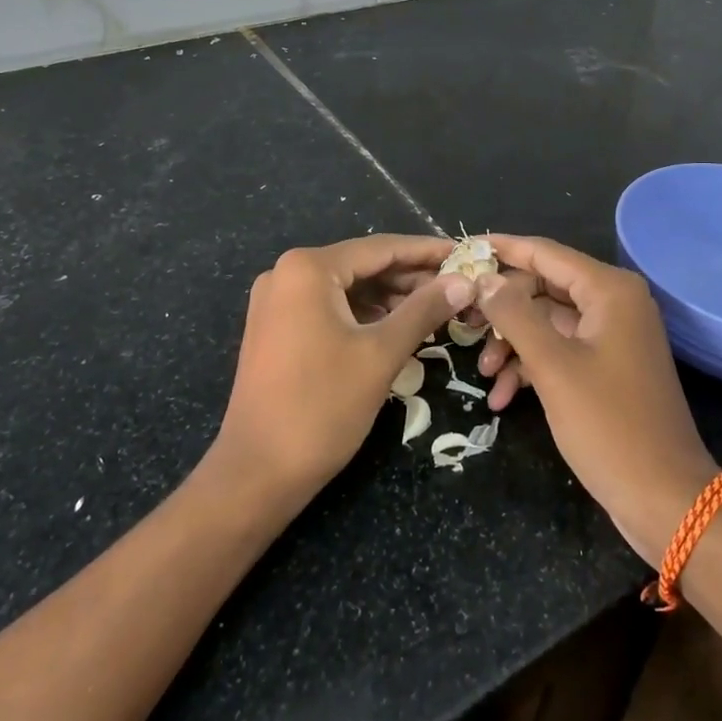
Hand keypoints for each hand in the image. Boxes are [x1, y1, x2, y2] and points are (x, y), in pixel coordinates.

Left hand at [212, 235, 474, 506]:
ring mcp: (276, 301)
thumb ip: (424, 310)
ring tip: (435, 307)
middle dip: (409, 276)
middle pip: (362, 265)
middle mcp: (286, 273)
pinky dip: (363, 313)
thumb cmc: (322, 407)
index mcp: (308, 268)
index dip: (426, 251)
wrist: (257, 472)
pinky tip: (396, 325)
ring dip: (389, 296)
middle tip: (457, 286)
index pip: (380, 248)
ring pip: (346, 287)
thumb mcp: (381, 354)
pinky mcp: (275, 328)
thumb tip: (464, 281)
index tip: (464, 254)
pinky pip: (328, 306)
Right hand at [474, 236, 718, 563]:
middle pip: (543, 287)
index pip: (546, 253)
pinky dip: (532, 368)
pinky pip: (561, 351)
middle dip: (504, 310)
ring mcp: (612, 337)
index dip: (504, 249)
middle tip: (465, 324)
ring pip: (548, 322)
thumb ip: (515, 315)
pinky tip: (503, 398)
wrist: (664, 499)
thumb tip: (485, 278)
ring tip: (485, 375)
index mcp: (609, 291)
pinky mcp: (607, 367)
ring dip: (513, 345)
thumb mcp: (553, 366)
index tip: (463, 247)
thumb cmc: (609, 425)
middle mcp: (614, 303)